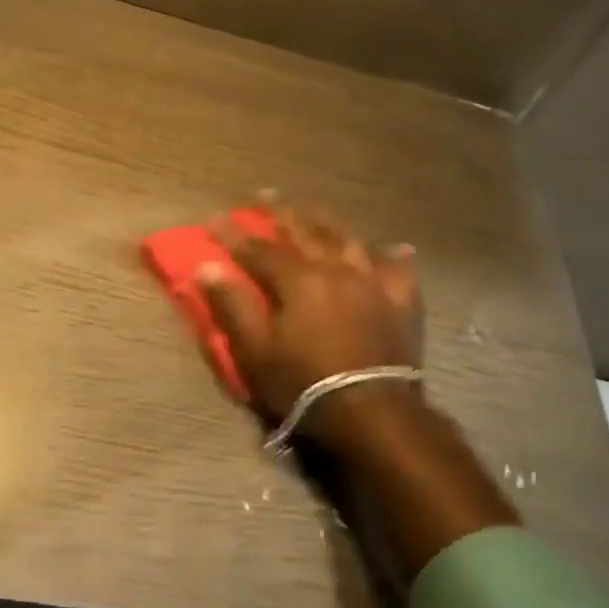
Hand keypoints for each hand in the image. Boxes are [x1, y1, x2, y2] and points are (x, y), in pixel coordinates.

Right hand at [197, 201, 422, 442]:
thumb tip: (207, 267)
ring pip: (348, 241)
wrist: (373, 412)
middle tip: (264, 195)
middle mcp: (336, 269)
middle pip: (305, 233)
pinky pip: (399, 272)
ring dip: (327, 223)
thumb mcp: (256, 351)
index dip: (233, 234)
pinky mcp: (401, 304)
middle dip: (280, 213)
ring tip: (315, 211)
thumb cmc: (305, 384)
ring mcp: (373, 283)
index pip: (258, 248)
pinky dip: (393, 258)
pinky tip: (394, 248)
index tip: (213, 218)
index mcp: (298, 280)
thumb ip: (232, 306)